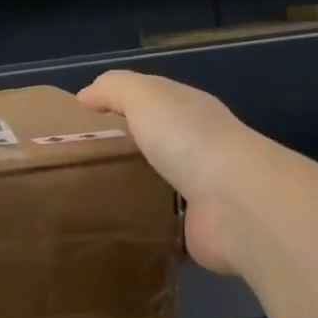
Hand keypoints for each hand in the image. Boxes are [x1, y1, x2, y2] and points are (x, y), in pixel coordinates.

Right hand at [78, 70, 265, 275]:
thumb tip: (85, 96)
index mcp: (191, 111)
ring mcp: (202, 190)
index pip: (155, 101)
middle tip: (84, 161)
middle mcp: (200, 146)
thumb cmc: (187, 139)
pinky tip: (118, 228)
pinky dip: (147, 224)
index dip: (123, 104)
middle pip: (159, 142)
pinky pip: (165, 223)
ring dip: (137, 189)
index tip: (86, 119)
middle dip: (129, 148)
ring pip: (162, 183)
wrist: (234, 202)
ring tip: (93, 197)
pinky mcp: (197, 227)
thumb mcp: (144, 96)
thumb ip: (113, 89)